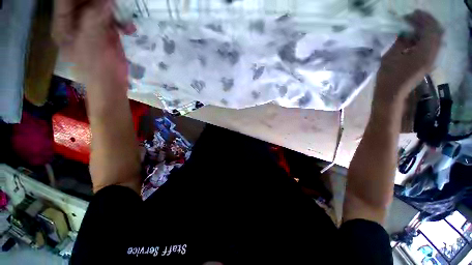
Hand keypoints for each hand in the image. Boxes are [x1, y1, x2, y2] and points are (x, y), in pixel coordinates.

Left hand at [52, 0, 134, 85]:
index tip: (103, 0)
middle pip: (84, 1)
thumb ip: (95, 18)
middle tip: (113, 4)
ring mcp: (91, 26)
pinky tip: (129, 28)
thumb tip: (106, 0)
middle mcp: (76, 21)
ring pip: (99, 6)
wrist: (112, 84)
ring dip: (113, 9)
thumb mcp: (92, 42)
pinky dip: (122, 21)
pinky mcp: (106, 32)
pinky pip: (112, 19)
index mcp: (64, 23)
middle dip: (100, 1)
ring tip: (123, 16)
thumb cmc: (97, 68)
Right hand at [375, 10, 442, 102]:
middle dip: (426, 21)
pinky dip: (426, 37)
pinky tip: (416, 37)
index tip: (410, 14)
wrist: (392, 94)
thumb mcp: (391, 56)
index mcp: (424, 53)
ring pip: (436, 38)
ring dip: (427, 29)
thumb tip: (405, 31)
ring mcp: (432, 59)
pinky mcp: (428, 62)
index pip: (430, 28)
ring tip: (414, 26)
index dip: (422, 18)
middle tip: (413, 18)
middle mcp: (432, 54)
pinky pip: (433, 45)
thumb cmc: (388, 77)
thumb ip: (401, 41)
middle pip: (437, 32)